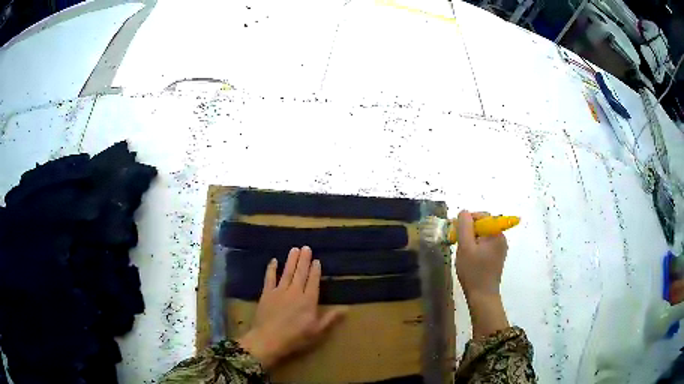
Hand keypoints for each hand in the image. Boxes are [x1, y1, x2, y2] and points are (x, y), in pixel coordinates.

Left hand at [238, 246, 346, 368]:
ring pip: (287, 272)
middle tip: (306, 247)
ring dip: (291, 260)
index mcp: (308, 300)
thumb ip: (330, 318)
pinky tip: (273, 261)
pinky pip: (269, 278)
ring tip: (294, 249)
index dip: (315, 270)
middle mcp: (295, 292)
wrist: (268, 339)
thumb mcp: (317, 331)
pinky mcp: (266, 293)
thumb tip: (346, 308)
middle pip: (301, 273)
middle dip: (304, 260)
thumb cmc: (295, 337)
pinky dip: (271, 269)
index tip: (317, 260)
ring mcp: (279, 291)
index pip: (313, 281)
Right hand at [456, 210, 509, 337]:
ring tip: (461, 250)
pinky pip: (485, 244)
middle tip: (456, 241)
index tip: (455, 230)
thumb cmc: (473, 271)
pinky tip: (469, 257)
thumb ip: (465, 226)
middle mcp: (501, 238)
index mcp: (496, 233)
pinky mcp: (496, 257)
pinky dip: (476, 247)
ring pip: (483, 235)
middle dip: (469, 230)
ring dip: (471, 239)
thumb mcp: (465, 247)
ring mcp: (500, 248)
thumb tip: (464, 212)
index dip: (468, 220)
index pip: (482, 216)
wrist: (482, 295)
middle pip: (483, 225)